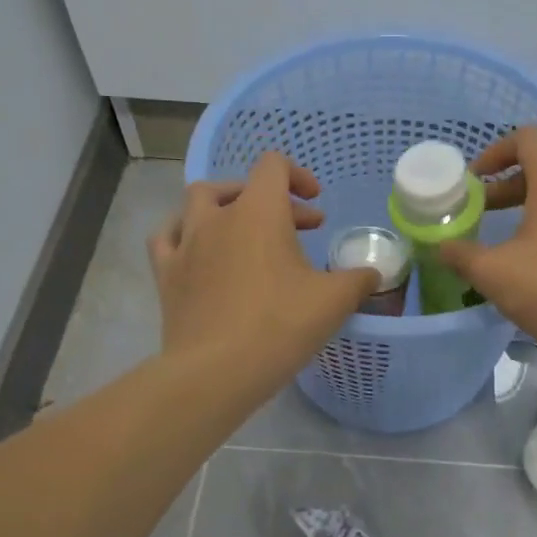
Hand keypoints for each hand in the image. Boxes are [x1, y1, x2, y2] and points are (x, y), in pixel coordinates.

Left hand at [148, 154, 377, 388]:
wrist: (217, 371)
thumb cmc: (280, 326)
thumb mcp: (334, 301)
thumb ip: (358, 280)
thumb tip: (371, 274)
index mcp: (259, 212)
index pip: (273, 166)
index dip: (298, 176)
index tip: (316, 206)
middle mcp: (218, 217)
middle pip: (240, 186)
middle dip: (272, 200)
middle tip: (299, 229)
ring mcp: (186, 243)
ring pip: (197, 202)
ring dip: (224, 207)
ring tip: (243, 229)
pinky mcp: (166, 273)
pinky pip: (167, 237)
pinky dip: (184, 233)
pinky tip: (197, 250)